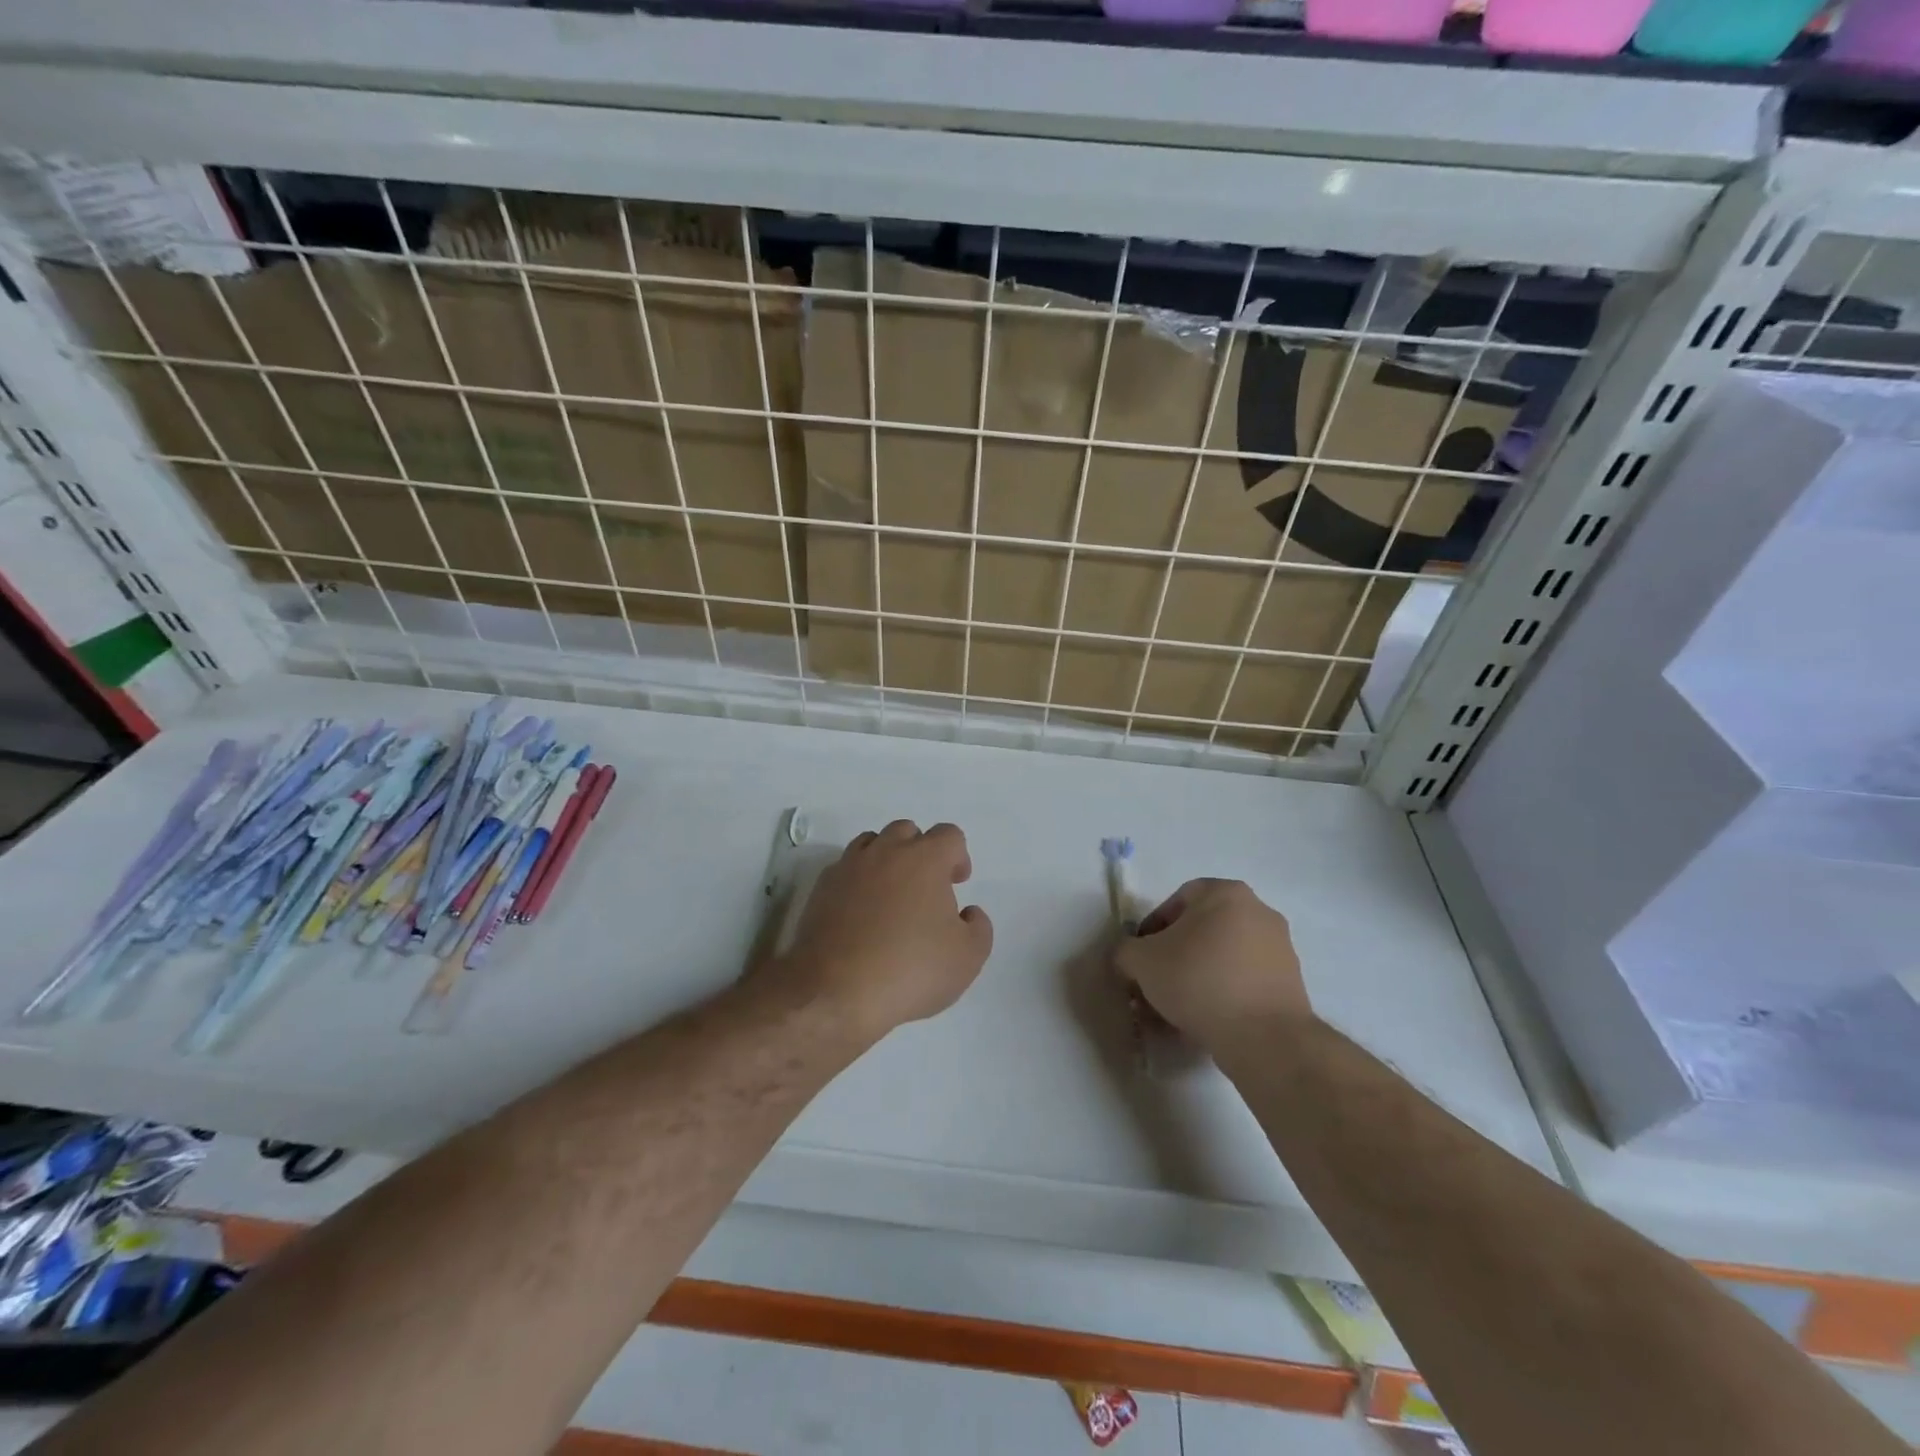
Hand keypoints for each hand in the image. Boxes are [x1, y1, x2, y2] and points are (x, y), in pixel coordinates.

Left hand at [778, 820, 992, 1040]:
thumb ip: (978, 927)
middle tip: (925, 888)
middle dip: (920, 851)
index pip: (949, 835)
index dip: (958, 856)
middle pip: (907, 831)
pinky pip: (845, 869)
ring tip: (891, 896)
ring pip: (872, 843)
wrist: (835, 992)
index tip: (957, 883)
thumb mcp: (968, 958)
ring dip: (886, 860)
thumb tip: (967, 913)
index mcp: (925, 859)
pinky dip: (857, 881)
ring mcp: (849, 867)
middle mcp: (886, 852)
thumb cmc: (910, 970)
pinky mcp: (821, 888)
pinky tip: (861, 913)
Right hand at [1113, 879, 1310, 1047]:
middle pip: (1202, 928)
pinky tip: (1206, 1019)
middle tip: (1156, 982)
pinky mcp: (1291, 983)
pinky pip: (1245, 980)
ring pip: (1223, 955)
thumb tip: (1129, 957)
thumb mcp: (1141, 961)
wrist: (1264, 1037)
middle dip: (1175, 954)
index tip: (1141, 957)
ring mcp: (1280, 947)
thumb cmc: (1198, 981)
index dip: (1152, 928)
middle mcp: (1258, 910)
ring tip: (1178, 1007)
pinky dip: (1224, 992)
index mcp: (1225, 893)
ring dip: (1198, 975)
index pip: (1177, 900)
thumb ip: (1125, 951)